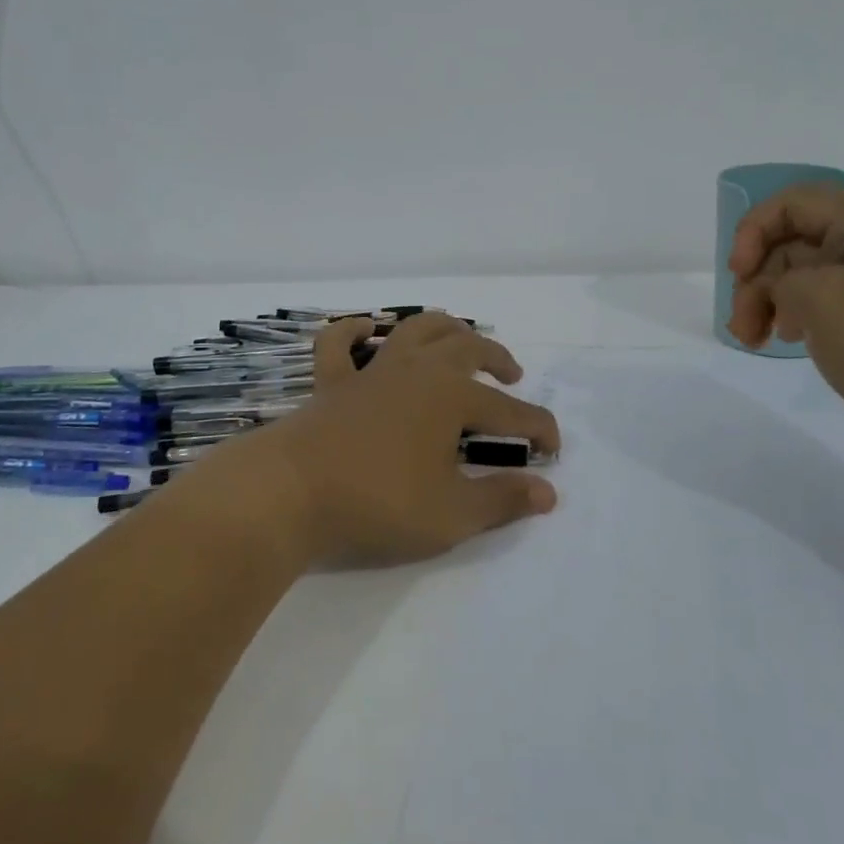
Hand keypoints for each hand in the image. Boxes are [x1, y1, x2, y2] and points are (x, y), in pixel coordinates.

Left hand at [232, 314, 560, 567]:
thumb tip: (547, 493)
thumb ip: (501, 500)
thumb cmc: (377, 503)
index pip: (509, 410)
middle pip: (468, 348)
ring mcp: (372, 371)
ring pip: (415, 330)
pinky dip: (352, 331)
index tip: (553, 449)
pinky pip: (339, 344)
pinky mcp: (332, 383)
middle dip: (497, 359)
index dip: (537, 428)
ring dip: (444, 329)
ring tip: (461, 338)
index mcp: (451, 397)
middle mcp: (417, 371)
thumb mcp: (450, 514)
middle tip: (513, 376)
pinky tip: (363, 329)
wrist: (290, 493)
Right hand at [727, 185, 843, 461]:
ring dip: (769, 302)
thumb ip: (783, 274)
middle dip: (757, 279)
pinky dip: (796, 317)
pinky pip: (824, 303)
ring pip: (804, 275)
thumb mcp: (823, 298)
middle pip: (794, 242)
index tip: (738, 274)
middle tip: (741, 325)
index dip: (754, 232)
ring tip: (753, 341)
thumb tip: (781, 286)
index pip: (793, 203)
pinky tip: (787, 340)